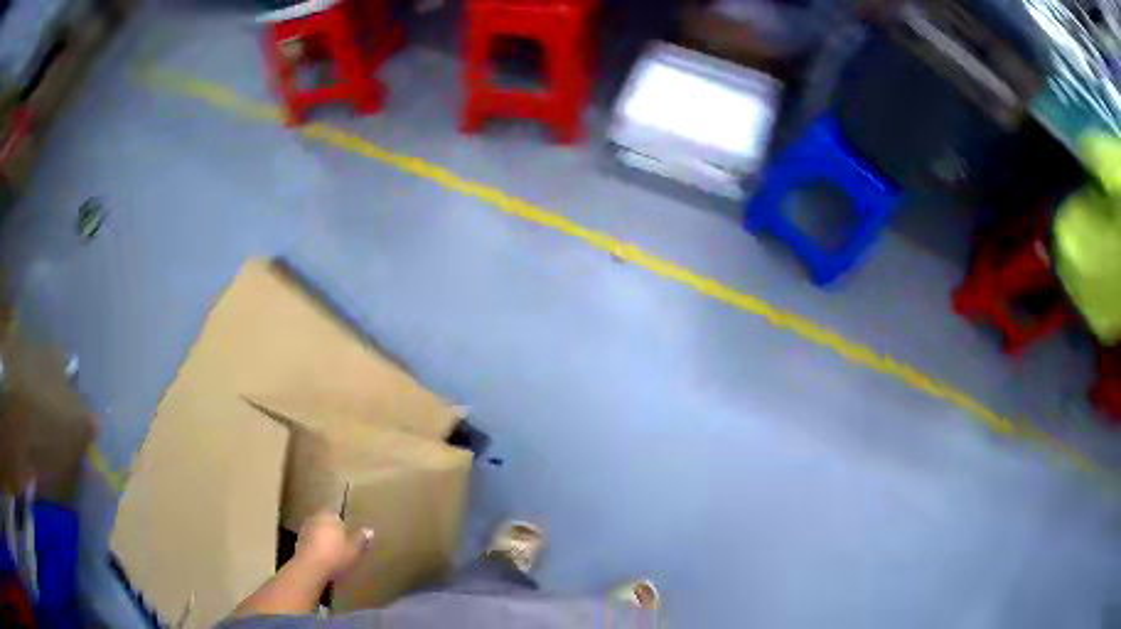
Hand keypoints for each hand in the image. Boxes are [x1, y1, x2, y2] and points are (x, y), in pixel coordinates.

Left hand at [294, 511, 373, 579]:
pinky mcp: (299, 542)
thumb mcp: (355, 549)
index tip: (350, 534)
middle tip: (343, 544)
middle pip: (326, 523)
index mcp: (329, 515)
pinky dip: (318, 547)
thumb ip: (361, 539)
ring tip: (334, 553)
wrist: (310, 568)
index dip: (344, 524)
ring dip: (324, 540)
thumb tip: (370, 531)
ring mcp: (305, 530)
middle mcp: (315, 518)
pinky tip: (324, 559)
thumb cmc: (335, 555)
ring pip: (318, 532)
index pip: (337, 514)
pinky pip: (312, 542)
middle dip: (333, 531)